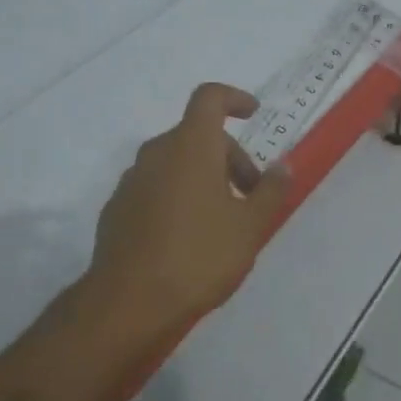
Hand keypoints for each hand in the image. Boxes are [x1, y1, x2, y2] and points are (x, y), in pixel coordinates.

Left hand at [84, 82, 291, 347]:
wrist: (128, 303)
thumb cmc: (198, 257)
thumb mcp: (249, 227)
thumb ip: (270, 191)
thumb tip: (283, 166)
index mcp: (191, 146)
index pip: (210, 98)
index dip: (234, 98)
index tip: (253, 113)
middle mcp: (156, 153)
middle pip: (197, 135)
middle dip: (229, 156)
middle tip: (251, 195)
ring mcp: (131, 181)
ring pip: (175, 162)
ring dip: (203, 177)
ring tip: (222, 219)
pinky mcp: (117, 208)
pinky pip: (155, 187)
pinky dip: (177, 195)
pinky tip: (188, 237)